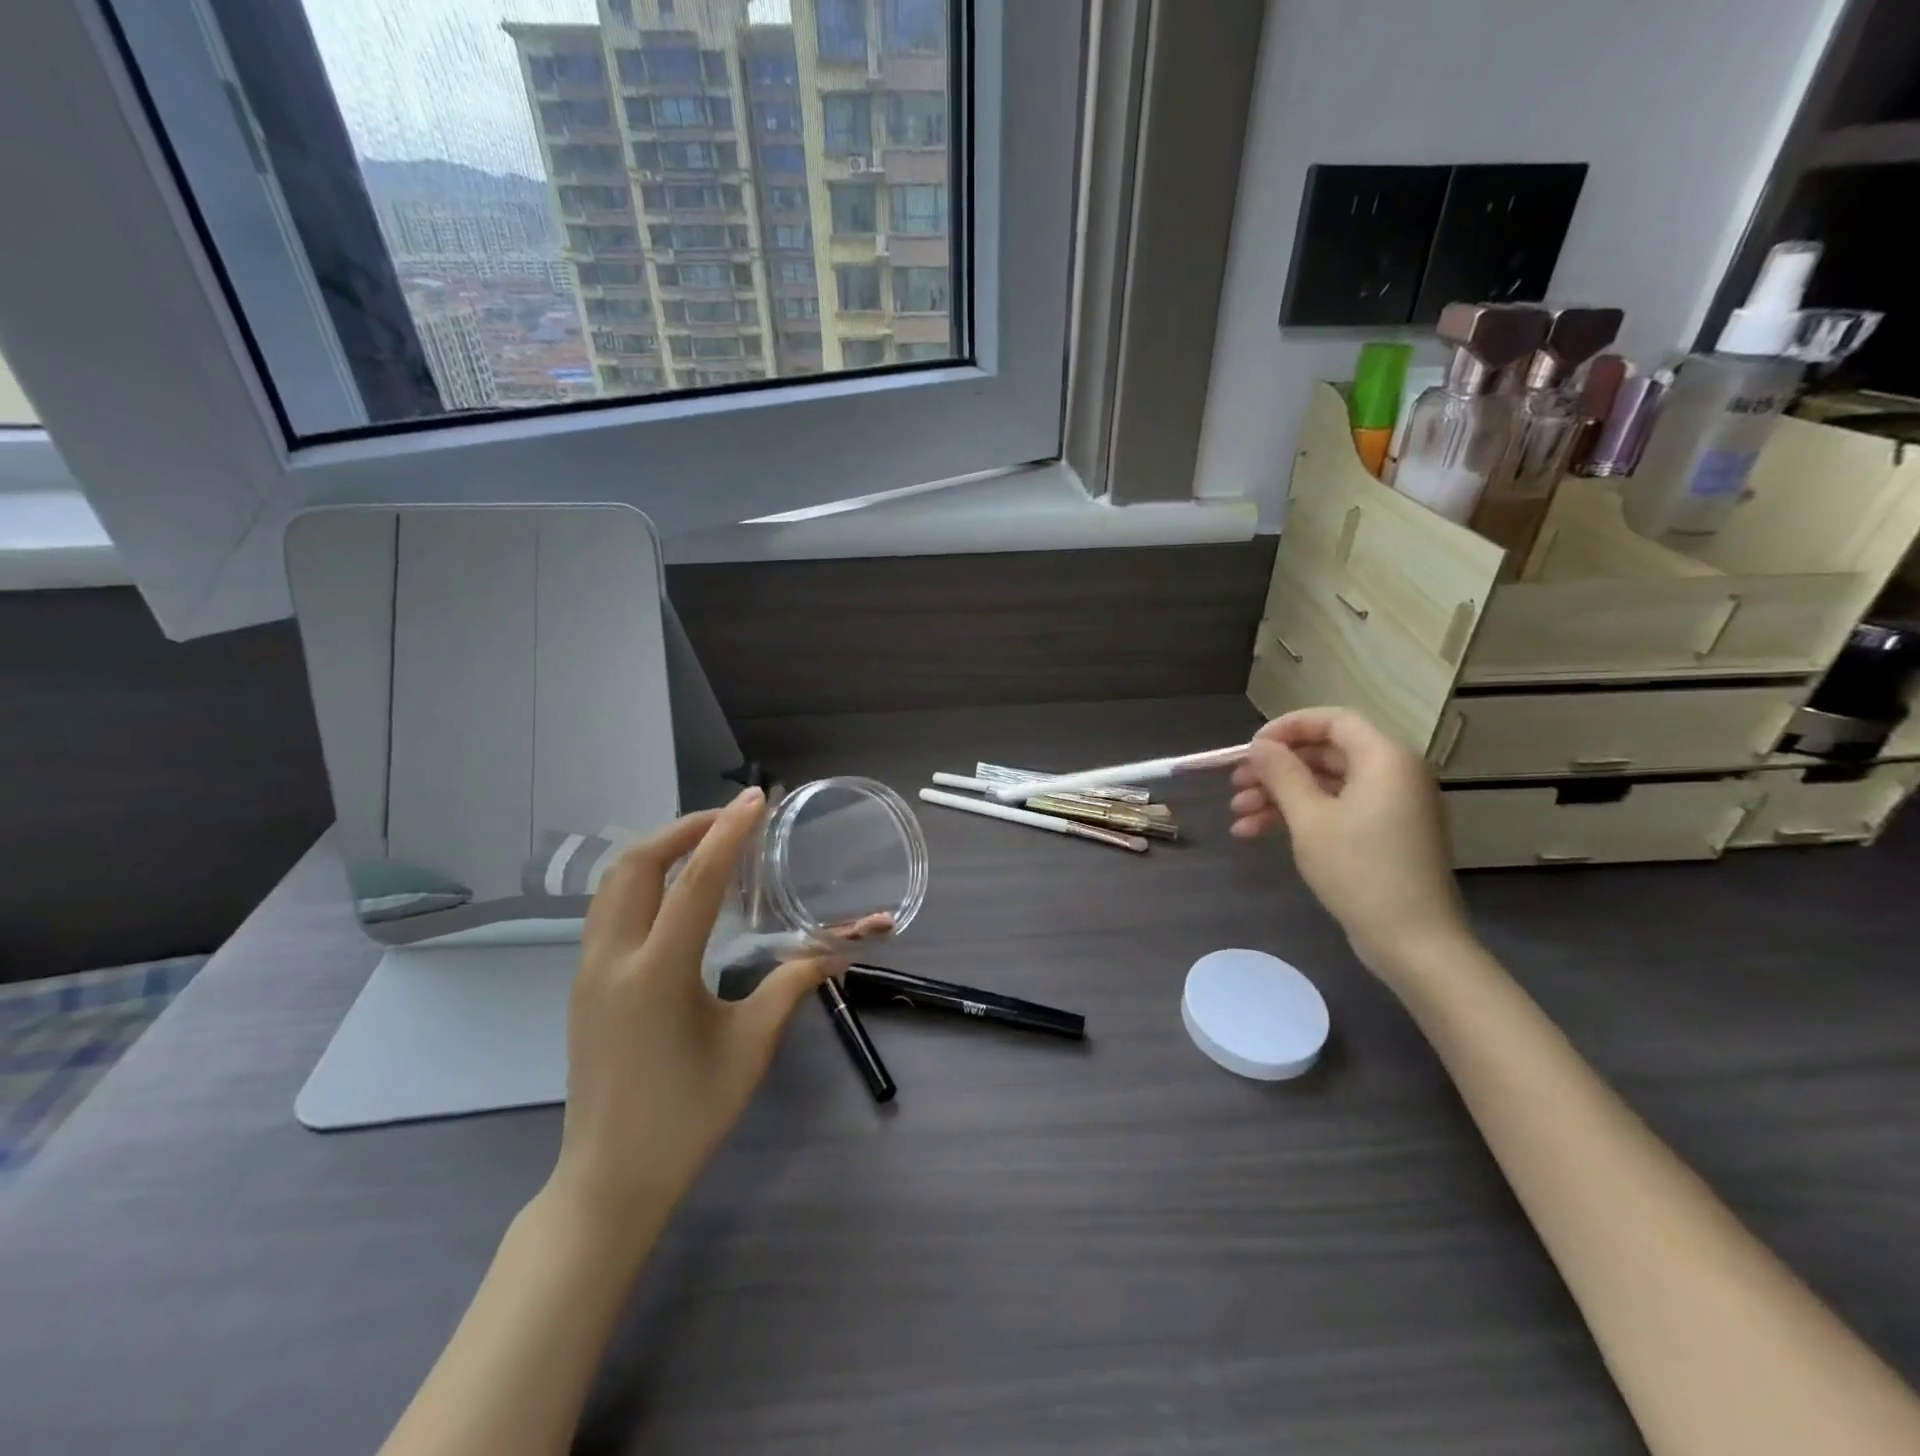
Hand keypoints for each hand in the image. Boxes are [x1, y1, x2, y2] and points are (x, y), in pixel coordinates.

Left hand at [547, 788, 832, 1242]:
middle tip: (731, 819)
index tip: (755, 799)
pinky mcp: (584, 985)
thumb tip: (840, 951)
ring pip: (612, 883)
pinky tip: (678, 894)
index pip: (694, 882)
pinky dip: (643, 880)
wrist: (609, 1180)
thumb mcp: (750, 1046)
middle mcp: (612, 961)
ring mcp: (588, 972)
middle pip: (635, 865)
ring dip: (658, 851)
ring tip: (706, 844)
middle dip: (683, 828)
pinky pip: (608, 909)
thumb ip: (793, 986)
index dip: (727, 833)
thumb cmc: (688, 1116)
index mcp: (656, 975)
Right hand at [1229, 707, 1471, 979]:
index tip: (1249, 749)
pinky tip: (1256, 833)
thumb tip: (1260, 746)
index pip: (1332, 720)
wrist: (1413, 941)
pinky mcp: (1384, 834)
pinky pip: (1337, 809)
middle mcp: (1393, 774)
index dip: (1286, 728)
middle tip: (1234, 786)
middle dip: (1275, 770)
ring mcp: (1390, 806)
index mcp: (1384, 758)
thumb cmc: (1360, 870)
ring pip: (1325, 785)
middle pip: (1325, 754)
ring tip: (1237, 816)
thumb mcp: (1309, 818)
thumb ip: (1282, 774)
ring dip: (1279, 796)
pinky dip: (1299, 817)